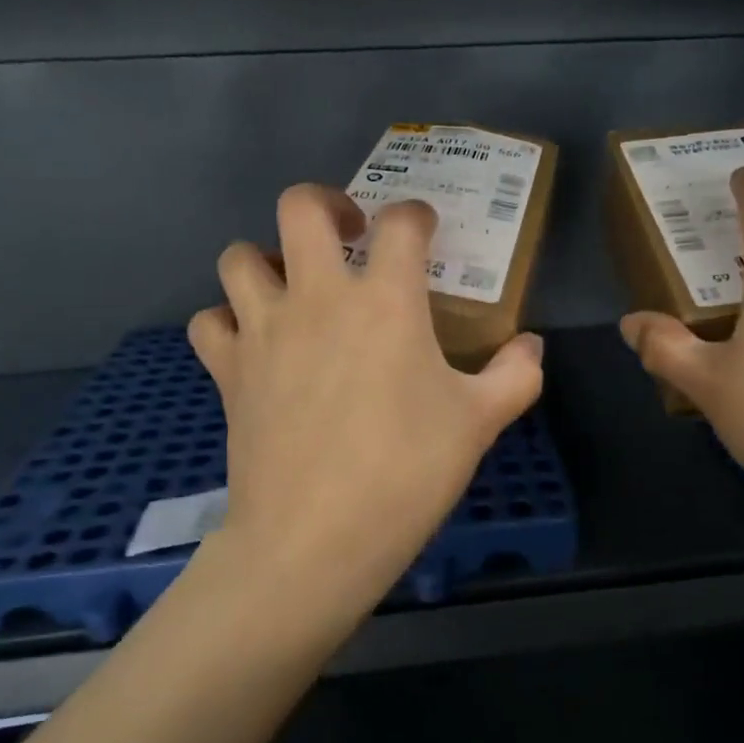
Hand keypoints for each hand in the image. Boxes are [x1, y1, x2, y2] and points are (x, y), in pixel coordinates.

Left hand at [188, 184, 544, 617]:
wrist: (316, 538)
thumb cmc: (407, 472)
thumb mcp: (480, 422)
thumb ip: (516, 375)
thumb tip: (532, 346)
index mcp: (387, 301)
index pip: (400, 223)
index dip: (416, 216)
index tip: (425, 231)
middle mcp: (318, 297)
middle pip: (300, 207)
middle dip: (326, 204)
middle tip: (349, 235)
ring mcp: (264, 330)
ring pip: (239, 256)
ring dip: (267, 259)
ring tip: (294, 287)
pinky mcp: (228, 369)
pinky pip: (211, 320)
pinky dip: (228, 320)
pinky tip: (255, 342)